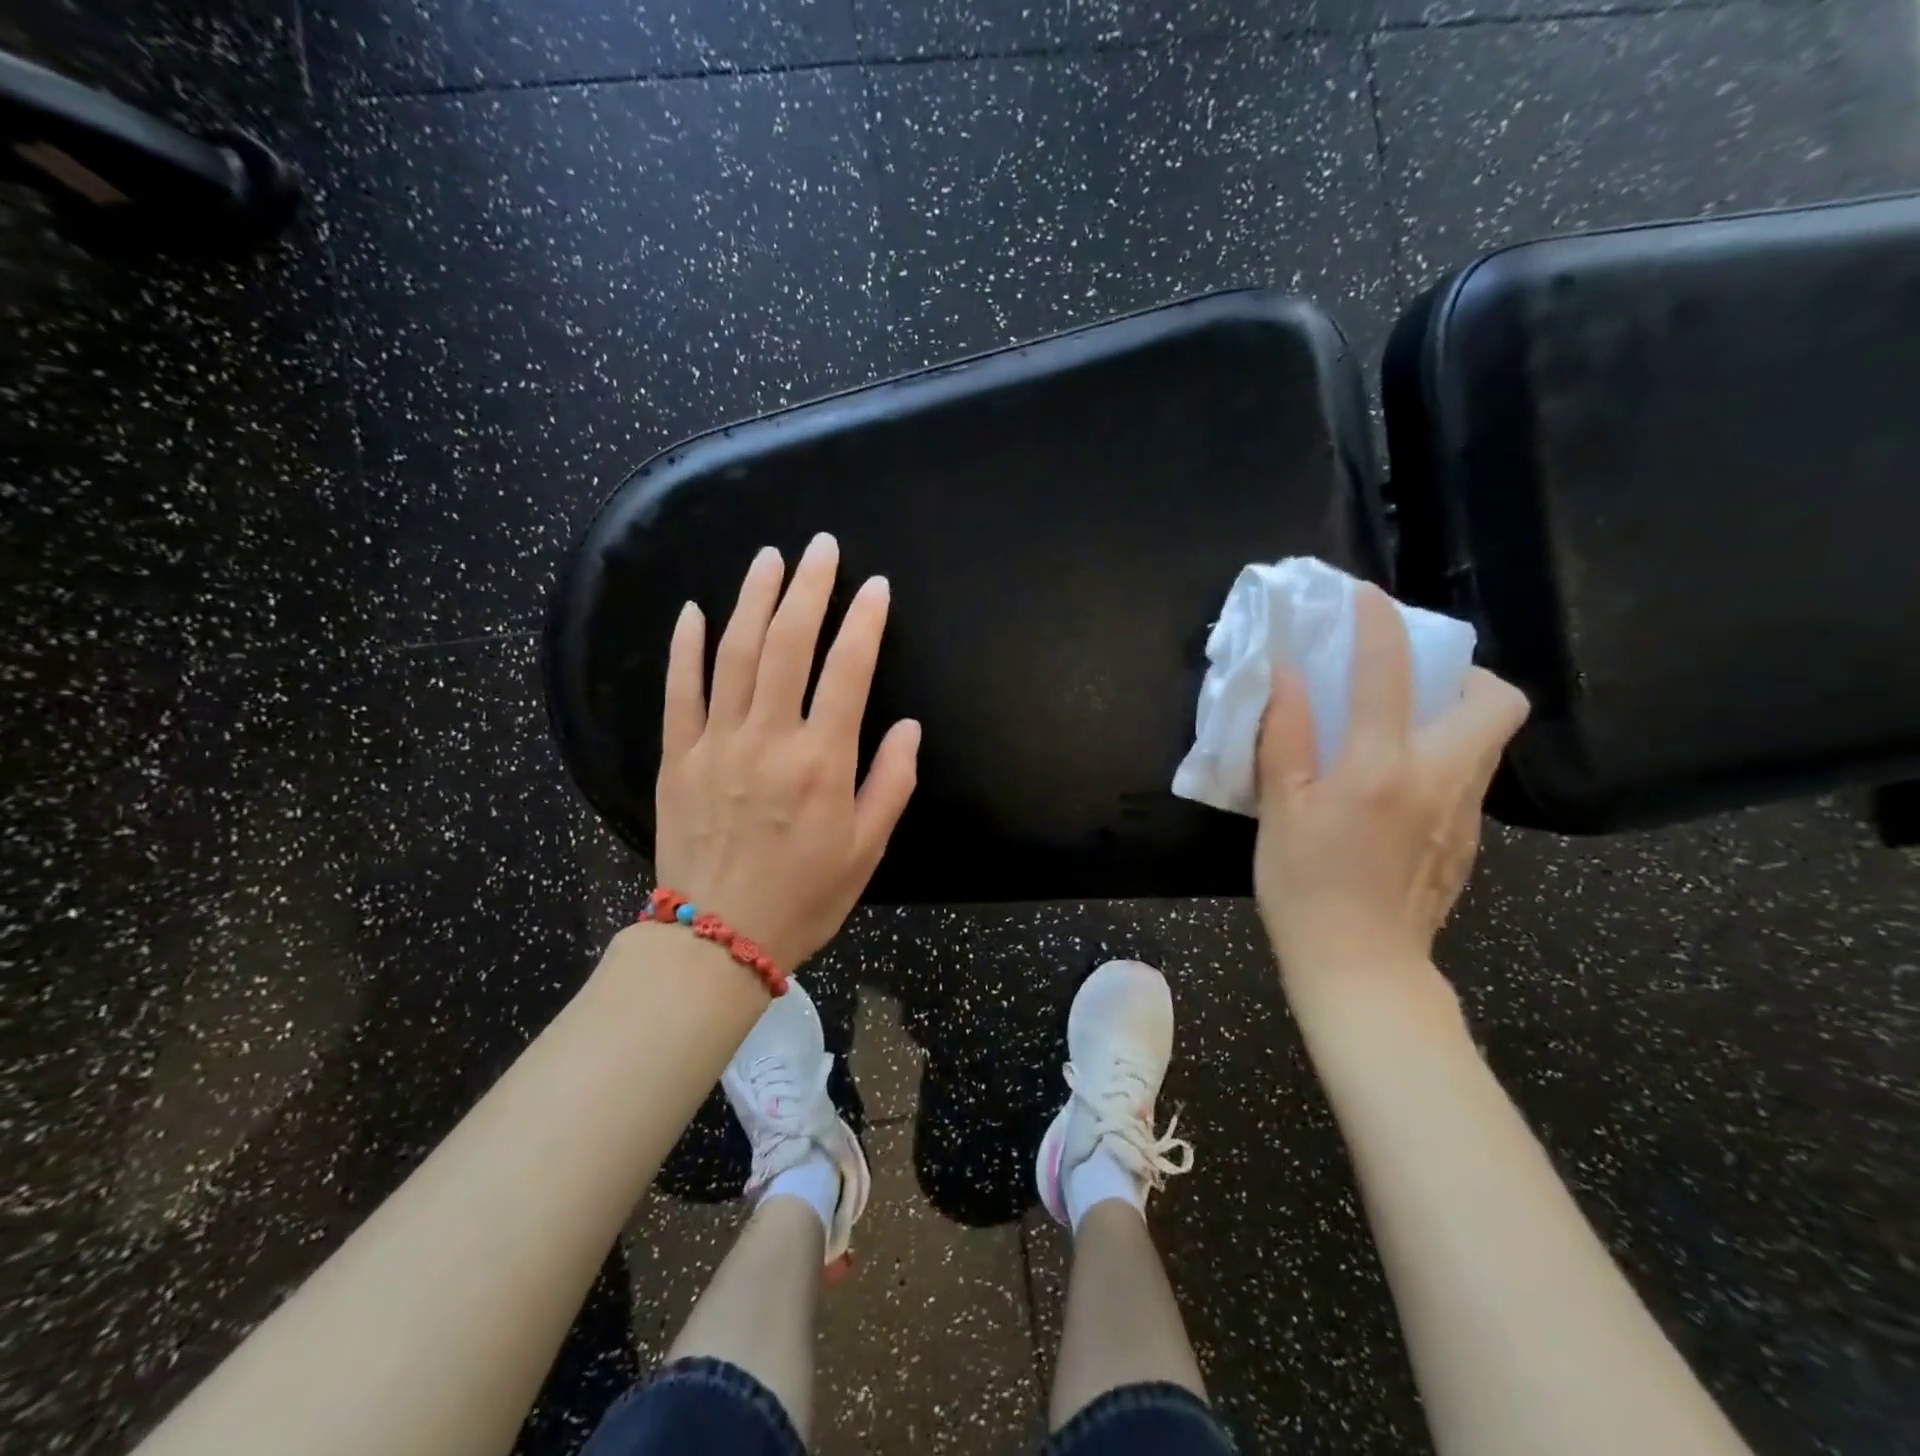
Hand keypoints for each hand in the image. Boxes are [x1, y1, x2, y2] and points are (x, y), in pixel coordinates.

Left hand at [653, 534, 920, 971]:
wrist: (716, 938)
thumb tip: (907, 727)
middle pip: (787, 645)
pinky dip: (686, 647)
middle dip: (808, 588)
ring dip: (753, 599)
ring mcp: (717, 743)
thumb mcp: (867, 849)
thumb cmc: (804, 896)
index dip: (864, 622)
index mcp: (822, 761)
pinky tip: (695, 611)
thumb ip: (891, 782)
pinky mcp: (678, 757)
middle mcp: (769, 739)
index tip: (875, 587)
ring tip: (769, 558)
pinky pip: (680, 692)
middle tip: (820, 547)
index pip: (848, 671)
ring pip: (734, 655)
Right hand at [1253, 584, 1527, 1010]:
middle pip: (1495, 700)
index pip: (1387, 674)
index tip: (1367, 599)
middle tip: (1413, 679)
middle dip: (1463, 671)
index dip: (1378, 625)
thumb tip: (1285, 673)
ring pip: (1488, 738)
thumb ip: (1286, 735)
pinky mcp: (1469, 839)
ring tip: (1400, 725)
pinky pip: (1469, 776)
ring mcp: (1465, 811)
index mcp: (1380, 767)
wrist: (1360, 966)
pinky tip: (1398, 786)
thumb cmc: (1305, 886)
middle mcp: (1440, 778)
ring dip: (1454, 712)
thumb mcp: (1280, 808)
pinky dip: (1443, 756)